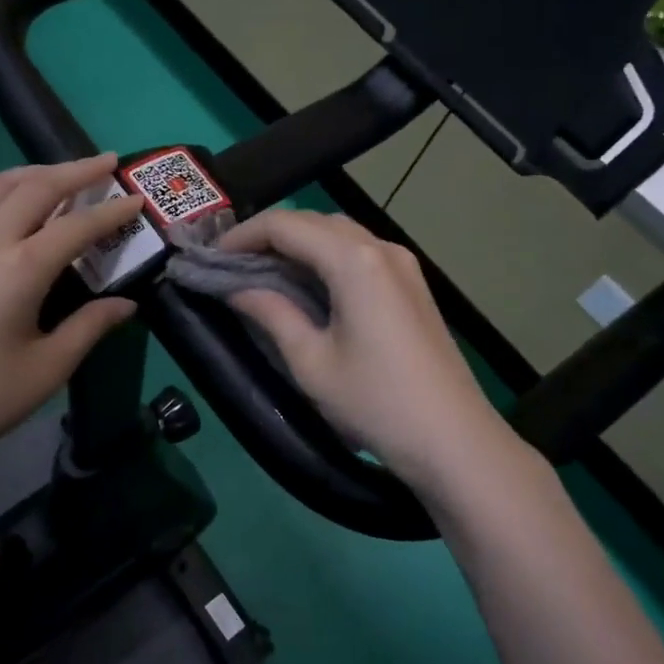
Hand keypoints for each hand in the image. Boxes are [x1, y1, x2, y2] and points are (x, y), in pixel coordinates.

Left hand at [0, 156, 143, 478]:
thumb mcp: (45, 370)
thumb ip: (89, 328)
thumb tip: (126, 304)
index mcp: (20, 268)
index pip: (76, 225)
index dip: (112, 211)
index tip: (138, 199)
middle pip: (34, 187)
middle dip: (75, 170)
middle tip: (107, 162)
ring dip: (33, 172)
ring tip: (60, 174)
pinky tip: (6, 211)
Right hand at [221, 211, 537, 493]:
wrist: (453, 440)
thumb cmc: (375, 402)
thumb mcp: (310, 361)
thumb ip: (270, 313)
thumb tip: (236, 288)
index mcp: (354, 260)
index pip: (286, 225)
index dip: (242, 234)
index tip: (211, 257)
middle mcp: (381, 248)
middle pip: (314, 222)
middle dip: (268, 235)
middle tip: (231, 264)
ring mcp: (402, 264)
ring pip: (338, 234)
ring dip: (297, 244)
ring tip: (261, 271)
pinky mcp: (411, 285)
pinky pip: (359, 253)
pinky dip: (324, 258)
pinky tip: (305, 285)